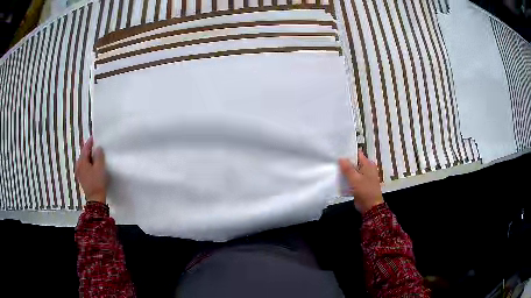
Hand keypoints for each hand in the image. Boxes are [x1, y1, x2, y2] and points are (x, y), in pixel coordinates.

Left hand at [75, 137, 107, 203]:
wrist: (95, 199)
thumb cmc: (97, 182)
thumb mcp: (100, 167)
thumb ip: (99, 155)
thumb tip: (98, 148)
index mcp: (82, 161)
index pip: (85, 148)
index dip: (90, 142)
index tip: (95, 137)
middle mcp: (78, 165)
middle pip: (84, 154)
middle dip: (90, 150)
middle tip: (97, 146)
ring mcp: (79, 173)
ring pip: (84, 161)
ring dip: (90, 157)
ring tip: (96, 156)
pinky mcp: (82, 178)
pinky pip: (85, 167)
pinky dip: (89, 164)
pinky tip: (94, 166)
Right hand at [339, 149, 383, 213]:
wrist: (370, 207)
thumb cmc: (365, 191)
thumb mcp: (355, 179)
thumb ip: (348, 169)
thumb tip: (341, 158)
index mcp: (368, 165)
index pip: (357, 154)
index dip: (348, 153)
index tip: (338, 152)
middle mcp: (367, 169)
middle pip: (354, 163)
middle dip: (345, 162)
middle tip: (333, 160)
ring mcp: (363, 177)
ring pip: (352, 171)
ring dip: (345, 171)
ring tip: (333, 168)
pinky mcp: (360, 184)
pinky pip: (352, 179)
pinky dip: (346, 179)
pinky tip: (337, 178)